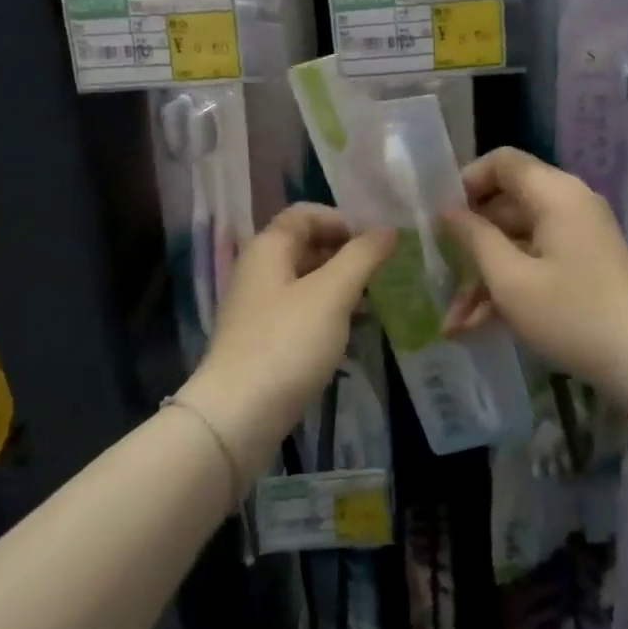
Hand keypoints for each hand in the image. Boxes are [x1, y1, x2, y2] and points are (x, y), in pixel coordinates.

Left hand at [178, 204, 392, 476]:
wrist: (238, 415)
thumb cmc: (287, 343)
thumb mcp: (332, 294)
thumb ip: (363, 256)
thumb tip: (389, 229)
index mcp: (268, 247)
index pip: (306, 213)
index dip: (343, 220)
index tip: (375, 243)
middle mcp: (259, 269)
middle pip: (306, 244)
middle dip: (346, 253)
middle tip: (382, 273)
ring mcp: (259, 306)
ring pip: (307, 280)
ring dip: (341, 285)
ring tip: (374, 302)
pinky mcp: (264, 338)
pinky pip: (302, 311)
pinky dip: (328, 312)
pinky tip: (352, 331)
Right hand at [440, 147, 627, 395]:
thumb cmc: (572, 314)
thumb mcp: (511, 280)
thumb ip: (474, 239)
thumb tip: (447, 211)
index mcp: (555, 193)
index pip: (502, 162)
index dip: (466, 181)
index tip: (439, 215)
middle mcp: (568, 205)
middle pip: (506, 206)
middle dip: (470, 245)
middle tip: (439, 276)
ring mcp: (578, 237)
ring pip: (517, 242)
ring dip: (484, 278)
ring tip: (454, 324)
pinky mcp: (583, 266)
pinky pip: (536, 262)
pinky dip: (510, 288)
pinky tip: (479, 328)